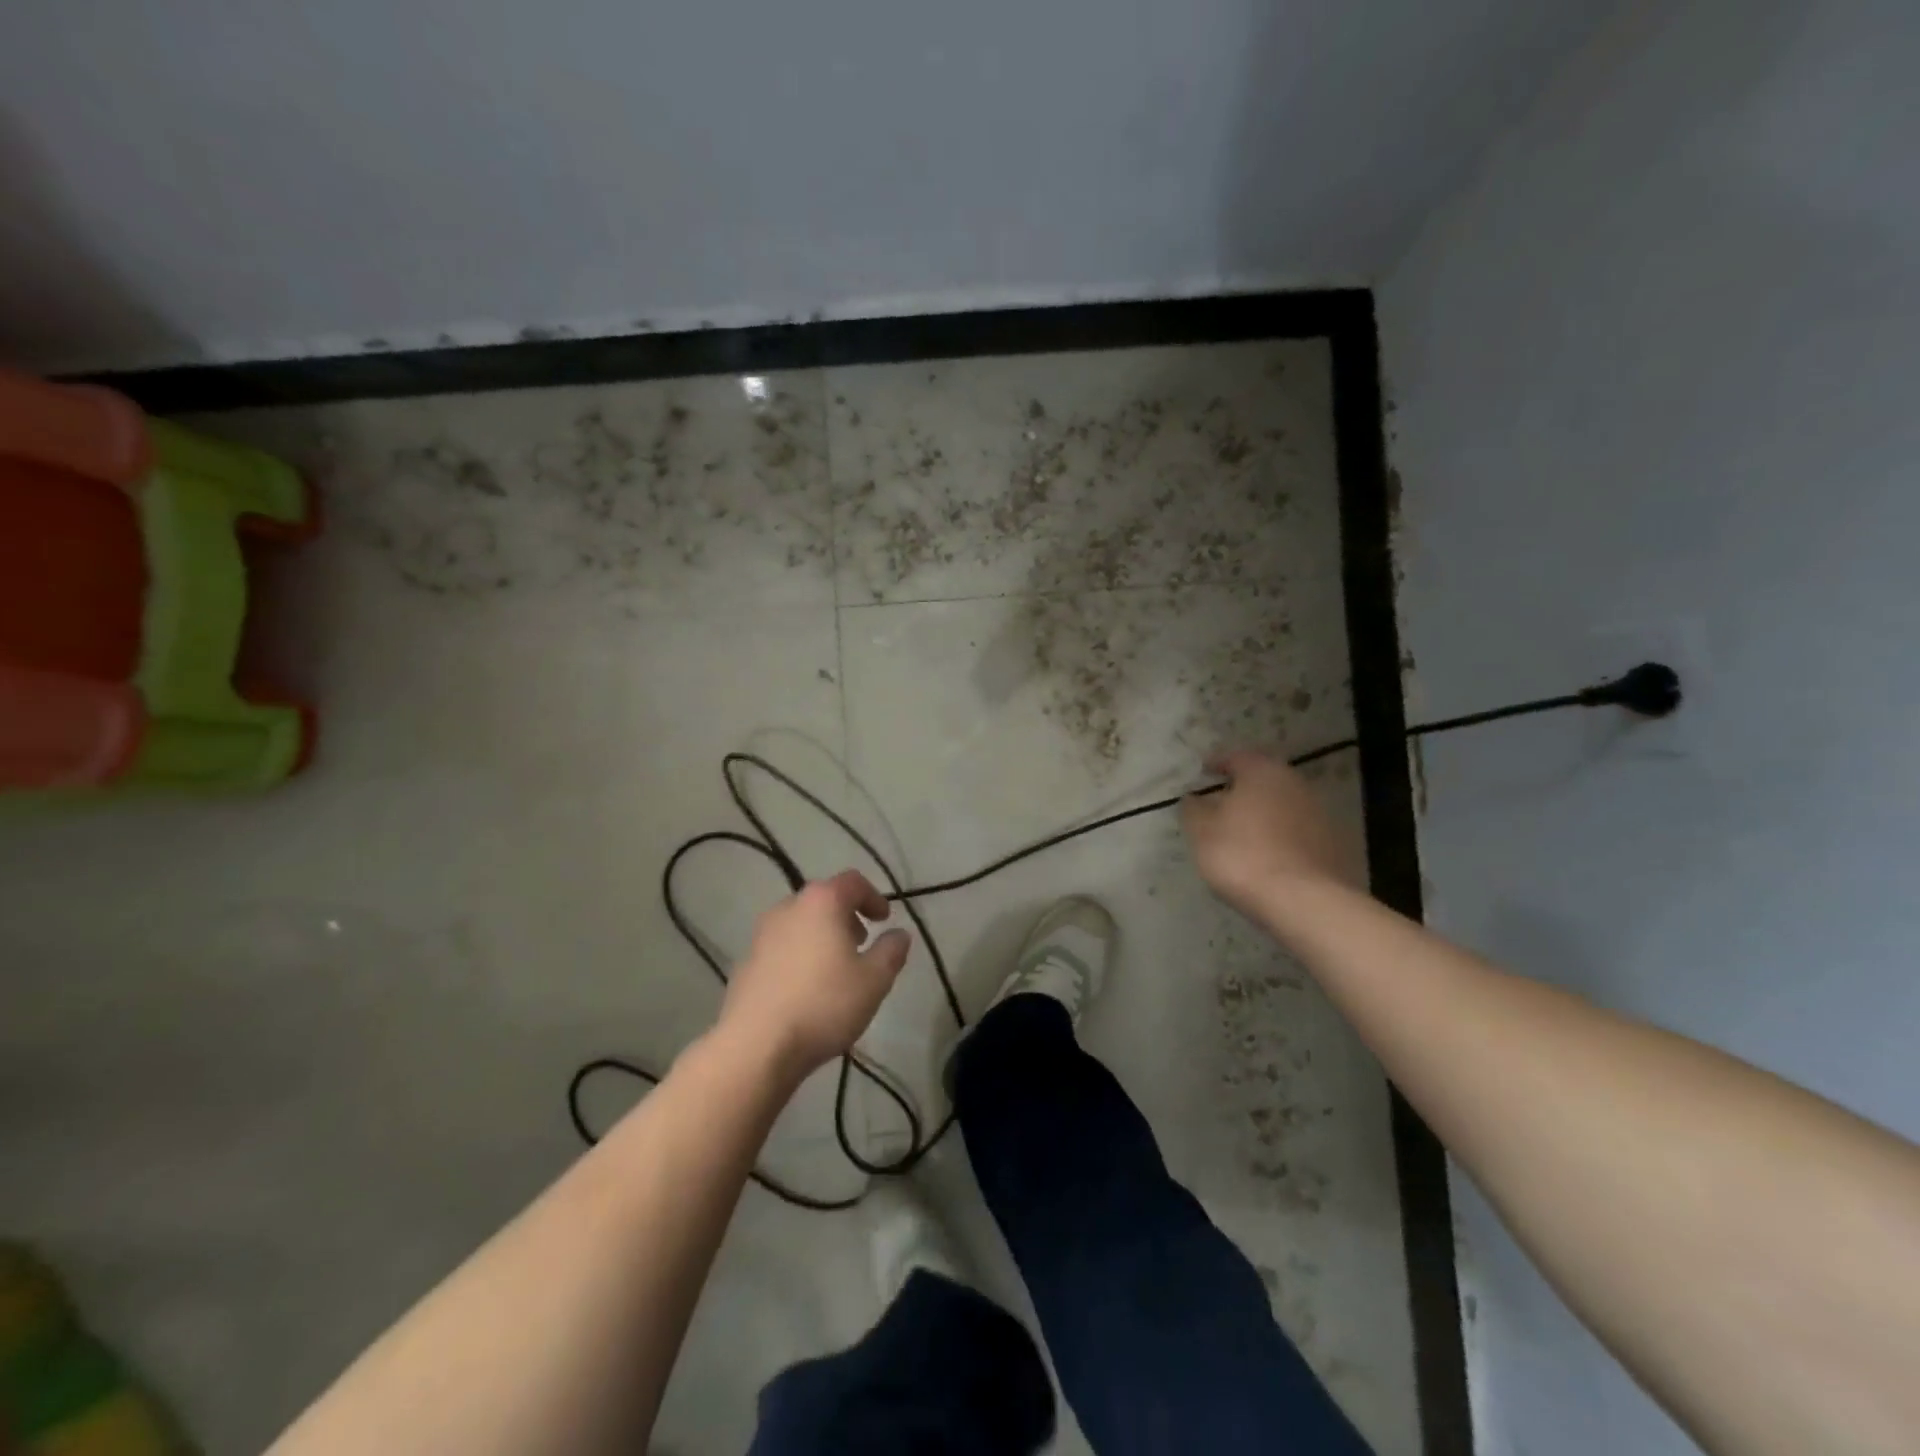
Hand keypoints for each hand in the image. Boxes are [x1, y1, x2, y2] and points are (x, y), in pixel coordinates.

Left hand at [717, 870, 911, 1080]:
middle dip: (846, 917)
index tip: (884, 920)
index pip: (853, 882)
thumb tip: (899, 935)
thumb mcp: (874, 980)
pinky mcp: (745, 963)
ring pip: (800, 923)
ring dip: (821, 936)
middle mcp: (788, 908)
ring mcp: (761, 934)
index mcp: (822, 902)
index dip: (873, 897)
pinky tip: (807, 988)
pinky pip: (781, 948)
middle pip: (823, 900)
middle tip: (862, 942)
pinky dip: (799, 956)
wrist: (755, 1045)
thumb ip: (891, 951)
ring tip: (836, 967)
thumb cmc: (823, 1004)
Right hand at [1180, 750, 1359, 920]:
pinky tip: (1266, 855)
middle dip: (1243, 788)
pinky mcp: (1332, 844)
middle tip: (1221, 802)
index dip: (1218, 763)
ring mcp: (1319, 814)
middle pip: (1264, 779)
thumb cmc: (1242, 855)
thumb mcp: (1202, 831)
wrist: (1304, 901)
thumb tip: (1194, 798)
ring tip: (1242, 832)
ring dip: (1263, 813)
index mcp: (1263, 772)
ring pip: (1283, 805)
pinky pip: (1297, 831)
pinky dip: (1280, 835)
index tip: (1204, 771)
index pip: (1237, 757)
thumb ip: (1194, 809)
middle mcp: (1295, 784)